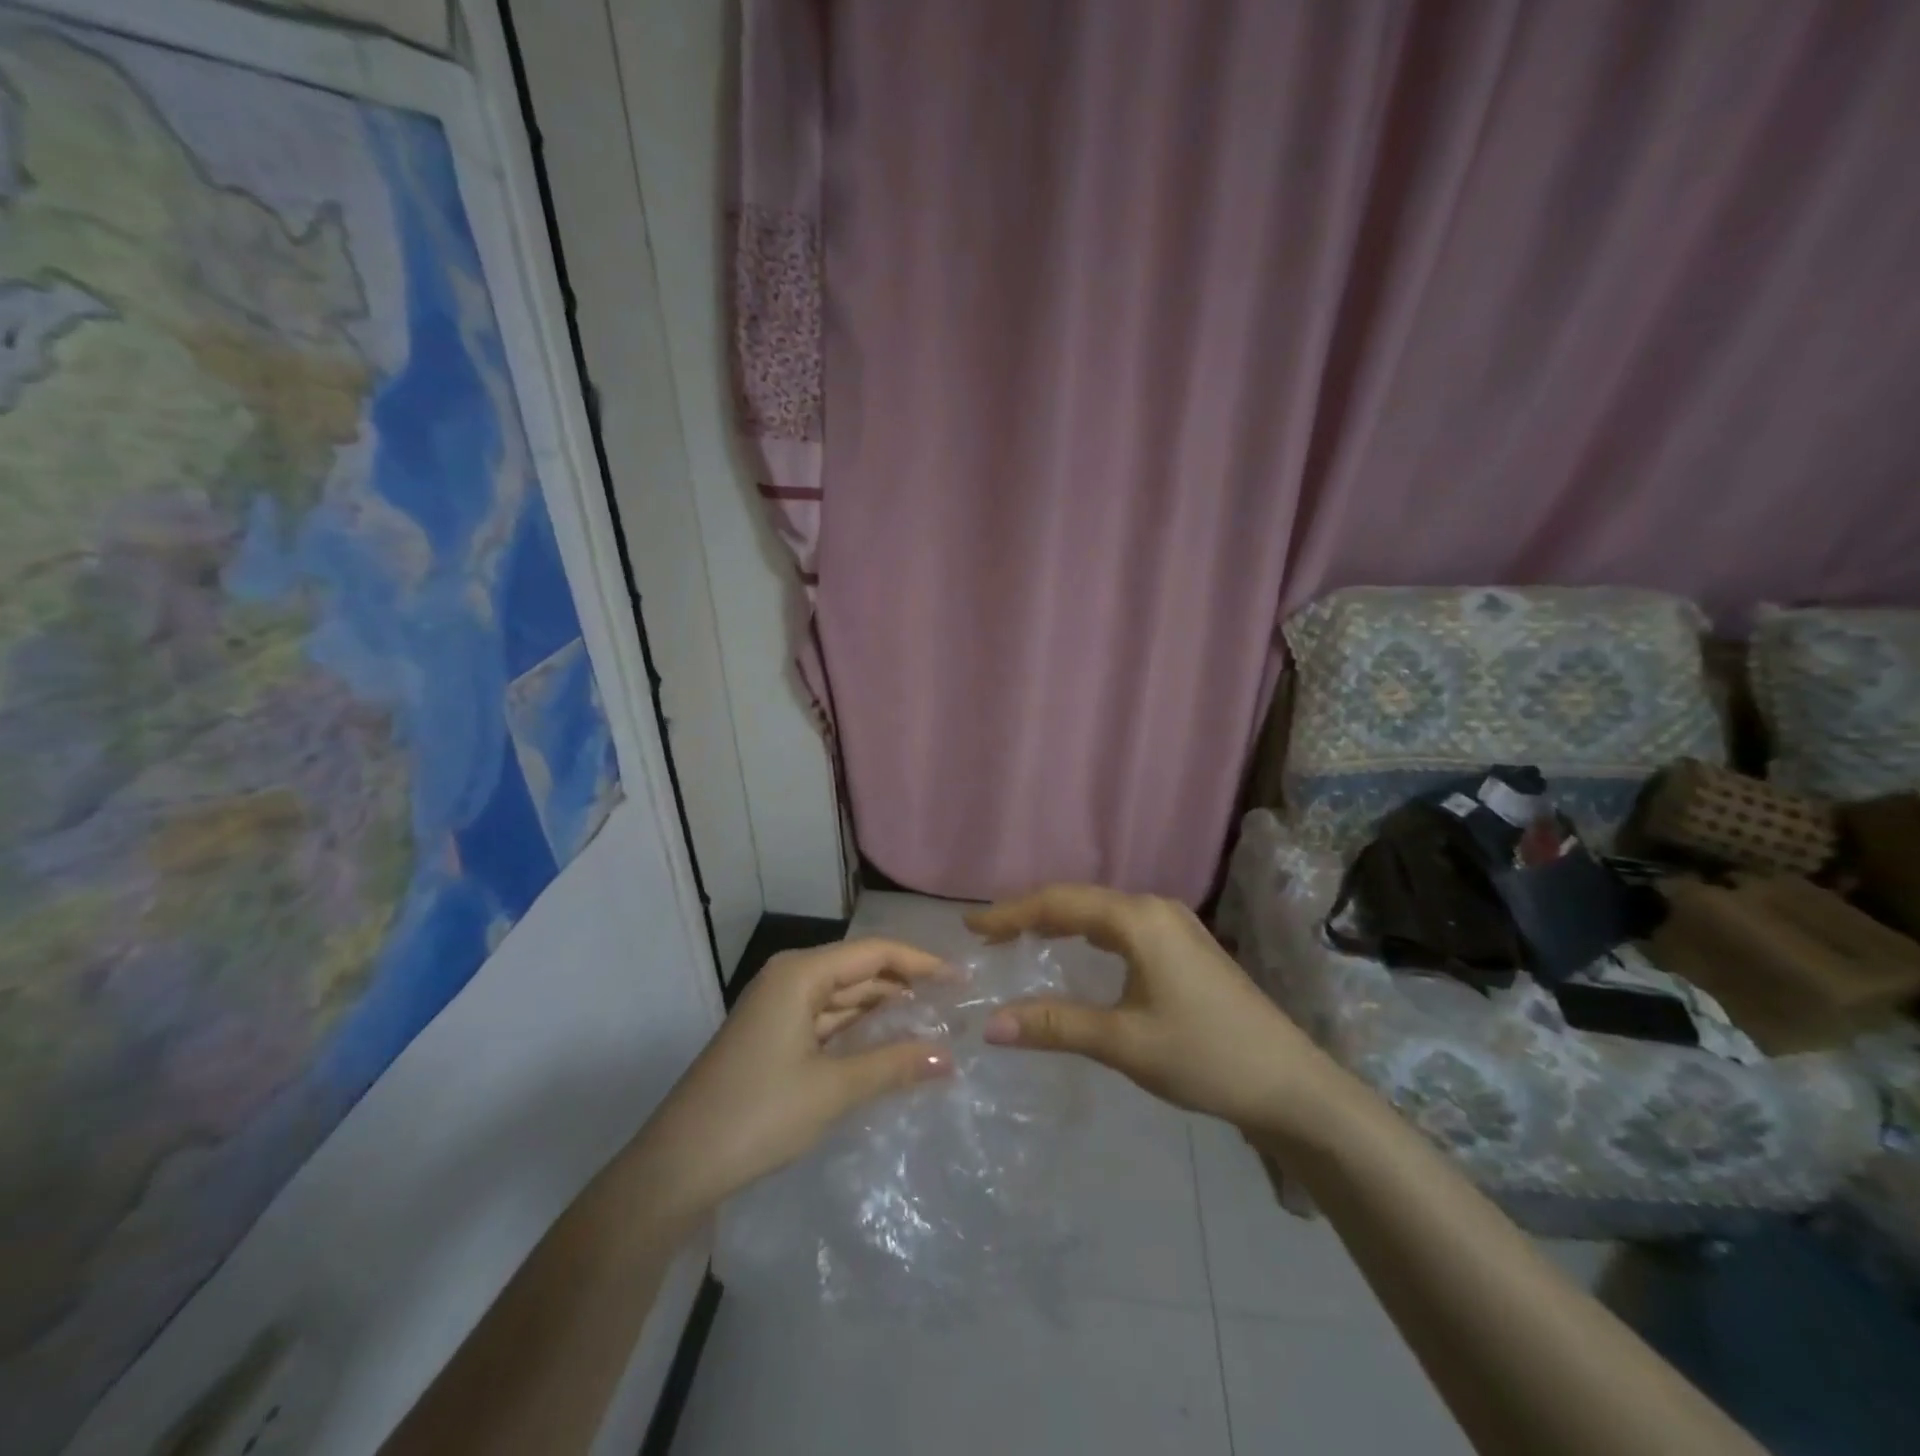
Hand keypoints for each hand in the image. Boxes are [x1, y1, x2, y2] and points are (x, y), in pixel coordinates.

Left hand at [634, 939, 952, 1223]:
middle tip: (955, 1006)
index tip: (963, 980)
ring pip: (844, 998)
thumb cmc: (757, 1115)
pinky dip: (859, 1031)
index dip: (922, 963)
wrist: (676, 1167)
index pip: (875, 952)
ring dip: (885, 1011)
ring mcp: (779, 1009)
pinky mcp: (774, 1037)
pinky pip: (828, 1022)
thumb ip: (894, 1065)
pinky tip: (890, 1046)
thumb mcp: (832, 1089)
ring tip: (934, 1025)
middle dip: (906, 986)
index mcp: (800, 973)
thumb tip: (950, 1058)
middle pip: (860, 971)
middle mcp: (790, 979)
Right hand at [968, 885, 1333, 1134]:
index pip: (1059, 904)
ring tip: (1020, 939)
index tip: (971, 928)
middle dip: (1031, 914)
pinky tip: (1076, 952)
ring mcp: (1175, 925)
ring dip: (1060, 922)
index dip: (1011, 913)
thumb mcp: (1124, 1042)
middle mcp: (1155, 909)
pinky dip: (1088, 934)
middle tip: (989, 936)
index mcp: (1139, 919)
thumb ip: (1056, 1026)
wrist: (1291, 1085)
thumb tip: (990, 1025)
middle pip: (1079, 900)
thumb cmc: (1205, 1056)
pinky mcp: (1185, 946)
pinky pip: (1122, 927)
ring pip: (1102, 912)